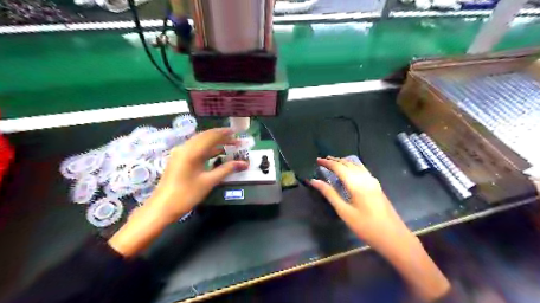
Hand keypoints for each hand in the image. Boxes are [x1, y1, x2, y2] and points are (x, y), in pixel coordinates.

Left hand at [147, 127, 249, 223]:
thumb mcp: (209, 182)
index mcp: (192, 151)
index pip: (211, 136)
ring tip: (228, 145)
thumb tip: (244, 163)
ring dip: (214, 142)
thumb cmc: (186, 195)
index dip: (225, 134)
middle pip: (205, 136)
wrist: (162, 207)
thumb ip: (227, 169)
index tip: (237, 134)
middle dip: (221, 137)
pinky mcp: (178, 159)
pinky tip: (215, 153)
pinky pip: (195, 148)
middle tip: (235, 140)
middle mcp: (185, 148)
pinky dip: (207, 148)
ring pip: (200, 142)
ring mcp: (180, 153)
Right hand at [311, 157, 412, 252]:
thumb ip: (330, 194)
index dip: (327, 163)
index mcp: (356, 184)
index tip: (317, 160)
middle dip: (335, 160)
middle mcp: (365, 178)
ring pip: (357, 165)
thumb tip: (314, 181)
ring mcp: (373, 181)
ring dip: (344, 162)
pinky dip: (353, 166)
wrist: (394, 237)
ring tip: (334, 162)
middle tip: (323, 160)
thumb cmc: (366, 227)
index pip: (339, 167)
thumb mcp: (345, 212)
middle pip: (348, 164)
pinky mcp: (377, 186)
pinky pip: (362, 170)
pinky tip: (350, 169)